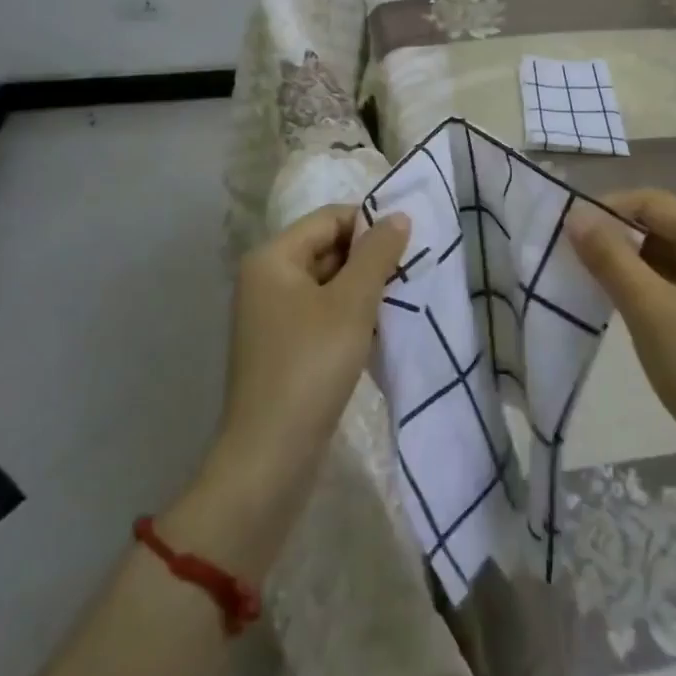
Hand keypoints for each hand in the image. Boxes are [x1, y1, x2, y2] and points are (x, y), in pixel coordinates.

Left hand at [176, 206, 409, 576]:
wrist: (269, 459)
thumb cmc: (310, 366)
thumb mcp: (352, 304)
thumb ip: (377, 255)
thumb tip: (398, 216)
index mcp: (272, 258)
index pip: (329, 219)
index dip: (369, 225)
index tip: (408, 244)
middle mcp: (266, 280)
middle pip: (327, 249)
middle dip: (368, 260)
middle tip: (409, 273)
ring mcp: (271, 316)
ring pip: (328, 284)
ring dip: (363, 290)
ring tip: (399, 302)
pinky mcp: (282, 347)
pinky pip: (322, 314)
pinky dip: (350, 316)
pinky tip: (378, 333)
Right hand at [566, 189, 675, 486]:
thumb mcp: (650, 312)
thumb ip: (610, 257)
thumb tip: (575, 213)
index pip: (652, 202)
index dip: (606, 210)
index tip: (565, 235)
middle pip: (661, 223)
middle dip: (617, 238)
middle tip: (574, 263)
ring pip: (667, 250)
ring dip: (630, 262)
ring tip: (595, 286)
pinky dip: (649, 283)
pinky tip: (628, 305)